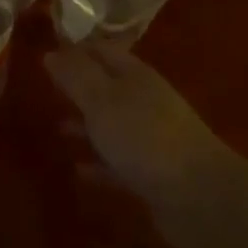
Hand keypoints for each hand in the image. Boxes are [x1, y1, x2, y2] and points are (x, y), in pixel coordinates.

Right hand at [45, 41, 246, 247]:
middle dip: (78, 87)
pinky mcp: (153, 175)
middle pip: (106, 86)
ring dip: (86, 125)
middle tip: (45, 88)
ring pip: (111, 124)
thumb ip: (75, 77)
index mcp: (134, 75)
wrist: (202, 199)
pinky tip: (78, 170)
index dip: (75, 48)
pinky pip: (118, 163)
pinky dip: (99, 163)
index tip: (46, 50)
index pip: (100, 50)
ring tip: (56, 129)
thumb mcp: (102, 101)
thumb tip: (50, 51)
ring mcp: (151, 138)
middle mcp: (143, 100)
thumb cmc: (146, 138)